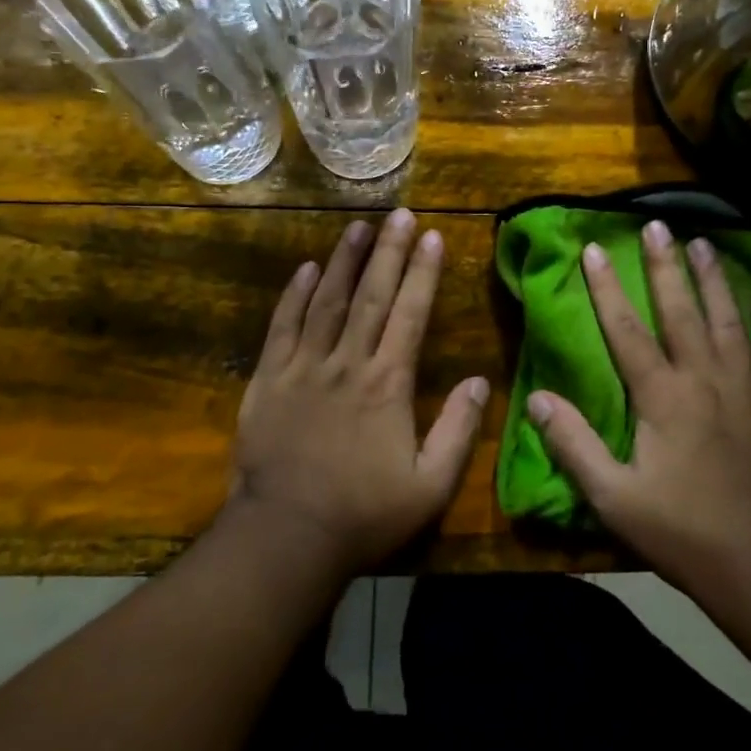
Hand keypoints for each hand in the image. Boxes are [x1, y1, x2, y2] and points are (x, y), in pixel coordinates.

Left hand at [228, 209, 489, 574]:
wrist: (286, 536)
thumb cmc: (364, 514)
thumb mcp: (430, 486)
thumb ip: (460, 431)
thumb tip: (481, 380)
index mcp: (389, 384)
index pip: (411, 314)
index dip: (424, 273)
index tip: (433, 236)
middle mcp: (348, 363)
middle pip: (371, 295)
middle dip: (389, 251)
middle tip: (400, 214)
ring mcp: (304, 367)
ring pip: (326, 301)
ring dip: (344, 260)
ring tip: (359, 227)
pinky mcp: (268, 380)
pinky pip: (282, 327)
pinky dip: (294, 295)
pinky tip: (305, 268)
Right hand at [527, 219, 750, 583]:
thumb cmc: (681, 530)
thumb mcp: (613, 495)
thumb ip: (573, 444)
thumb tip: (537, 399)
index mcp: (661, 397)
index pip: (626, 330)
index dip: (607, 288)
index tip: (594, 249)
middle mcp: (705, 380)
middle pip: (681, 312)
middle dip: (665, 267)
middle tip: (657, 224)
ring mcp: (749, 390)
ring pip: (729, 322)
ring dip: (715, 280)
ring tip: (704, 243)